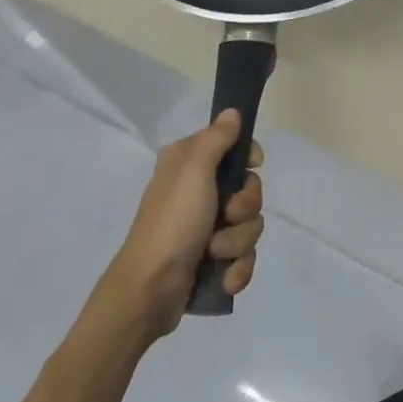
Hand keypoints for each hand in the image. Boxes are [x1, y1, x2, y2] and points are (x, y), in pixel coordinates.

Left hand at [99, 111, 264, 339]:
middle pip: (249, 190)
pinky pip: (244, 257)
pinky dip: (237, 269)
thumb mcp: (193, 171)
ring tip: (215, 254)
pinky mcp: (213, 260)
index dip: (248, 158)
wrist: (150, 289)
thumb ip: (216, 139)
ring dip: (238, 242)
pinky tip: (224, 278)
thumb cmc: (173, 222)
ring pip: (250, 226)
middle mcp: (198, 192)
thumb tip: (232, 112)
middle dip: (244, 209)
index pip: (233, 148)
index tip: (252, 166)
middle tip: (225, 216)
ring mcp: (206, 229)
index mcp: (189, 166)